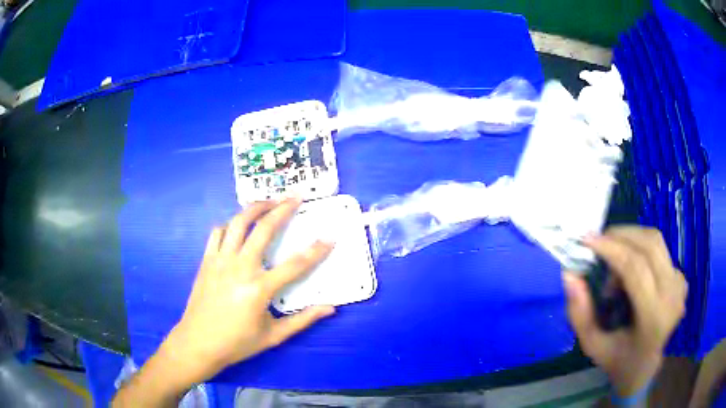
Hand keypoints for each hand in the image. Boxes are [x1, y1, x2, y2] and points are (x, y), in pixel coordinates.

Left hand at [161, 197, 334, 385]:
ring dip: (255, 208)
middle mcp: (240, 268)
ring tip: (269, 201)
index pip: (295, 265)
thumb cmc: (237, 343)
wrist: (198, 343)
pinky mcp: (206, 260)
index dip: (316, 250)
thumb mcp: (273, 336)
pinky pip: (218, 232)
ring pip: (238, 222)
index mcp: (259, 289)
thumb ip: (302, 320)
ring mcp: (220, 261)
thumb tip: (330, 308)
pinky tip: (238, 226)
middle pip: (264, 229)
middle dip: (283, 209)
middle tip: (296, 196)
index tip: (330, 237)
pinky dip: (230, 224)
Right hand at [563, 226, 686, 396]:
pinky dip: (641, 250)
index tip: (587, 238)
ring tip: (615, 262)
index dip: (611, 248)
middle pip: (649, 245)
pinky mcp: (681, 278)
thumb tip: (570, 274)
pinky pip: (660, 250)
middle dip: (620, 236)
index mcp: (653, 317)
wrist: (645, 367)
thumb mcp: (592, 345)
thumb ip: (579, 314)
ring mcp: (680, 284)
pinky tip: (632, 270)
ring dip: (630, 241)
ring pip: (655, 241)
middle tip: (598, 244)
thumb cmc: (618, 360)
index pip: (636, 268)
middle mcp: (672, 294)